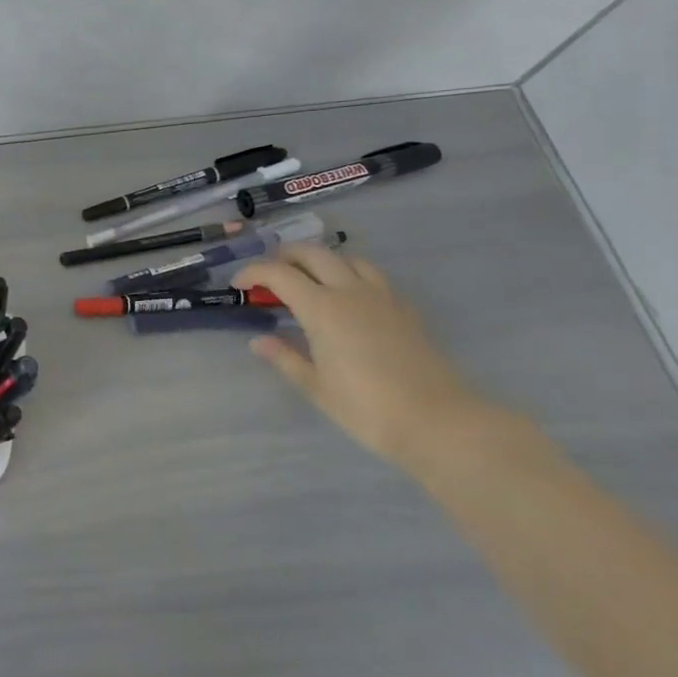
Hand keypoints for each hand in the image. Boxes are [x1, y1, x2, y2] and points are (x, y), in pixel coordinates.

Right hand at [235, 245, 497, 466]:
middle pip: (313, 254)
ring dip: (321, 261)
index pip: (278, 274)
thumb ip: (285, 358)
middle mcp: (350, 292)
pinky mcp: (404, 310)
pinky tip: (348, 298)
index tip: (238, 285)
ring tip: (308, 280)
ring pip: (347, 259)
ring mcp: (382, 298)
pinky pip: (372, 276)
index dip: (253, 273)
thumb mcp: (316, 387)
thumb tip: (259, 341)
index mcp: (322, 308)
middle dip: (284, 256)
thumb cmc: (367, 408)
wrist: (439, 422)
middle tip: (268, 274)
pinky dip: (351, 275)